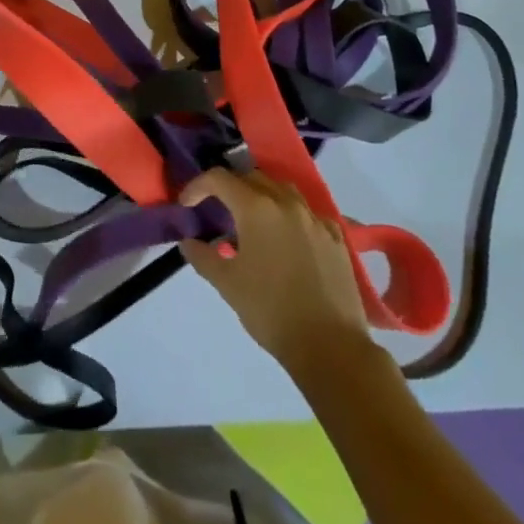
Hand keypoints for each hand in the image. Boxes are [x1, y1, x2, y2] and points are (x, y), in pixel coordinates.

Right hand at [179, 168, 374, 371]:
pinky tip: (289, 238)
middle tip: (218, 211)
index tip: (187, 204)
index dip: (198, 186)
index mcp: (256, 208)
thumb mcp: (227, 285)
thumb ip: (203, 257)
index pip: (219, 179)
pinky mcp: (336, 236)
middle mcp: (286, 202)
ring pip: (282, 190)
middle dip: (230, 188)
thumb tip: (188, 241)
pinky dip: (292, 216)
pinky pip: (308, 213)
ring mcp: (315, 217)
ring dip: (262, 196)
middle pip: (251, 177)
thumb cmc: (271, 311)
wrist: (330, 346)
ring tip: (253, 221)